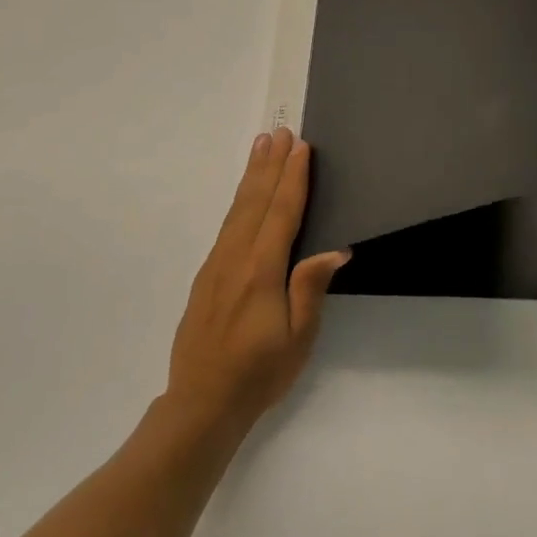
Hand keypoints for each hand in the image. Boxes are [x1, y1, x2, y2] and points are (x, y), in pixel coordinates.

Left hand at [165, 129, 349, 432]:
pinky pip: (227, 225)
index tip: (300, 147)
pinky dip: (239, 200)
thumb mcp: (298, 338)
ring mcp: (216, 265)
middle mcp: (235, 259)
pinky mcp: (206, 276)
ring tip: (261, 146)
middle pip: (256, 201)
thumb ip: (310, 288)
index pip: (281, 214)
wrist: (201, 404)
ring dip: (252, 175)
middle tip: (279, 131)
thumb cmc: (259, 373)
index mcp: (261, 272)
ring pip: (237, 210)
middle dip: (270, 165)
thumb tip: (335, 250)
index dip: (293, 179)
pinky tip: (244, 195)